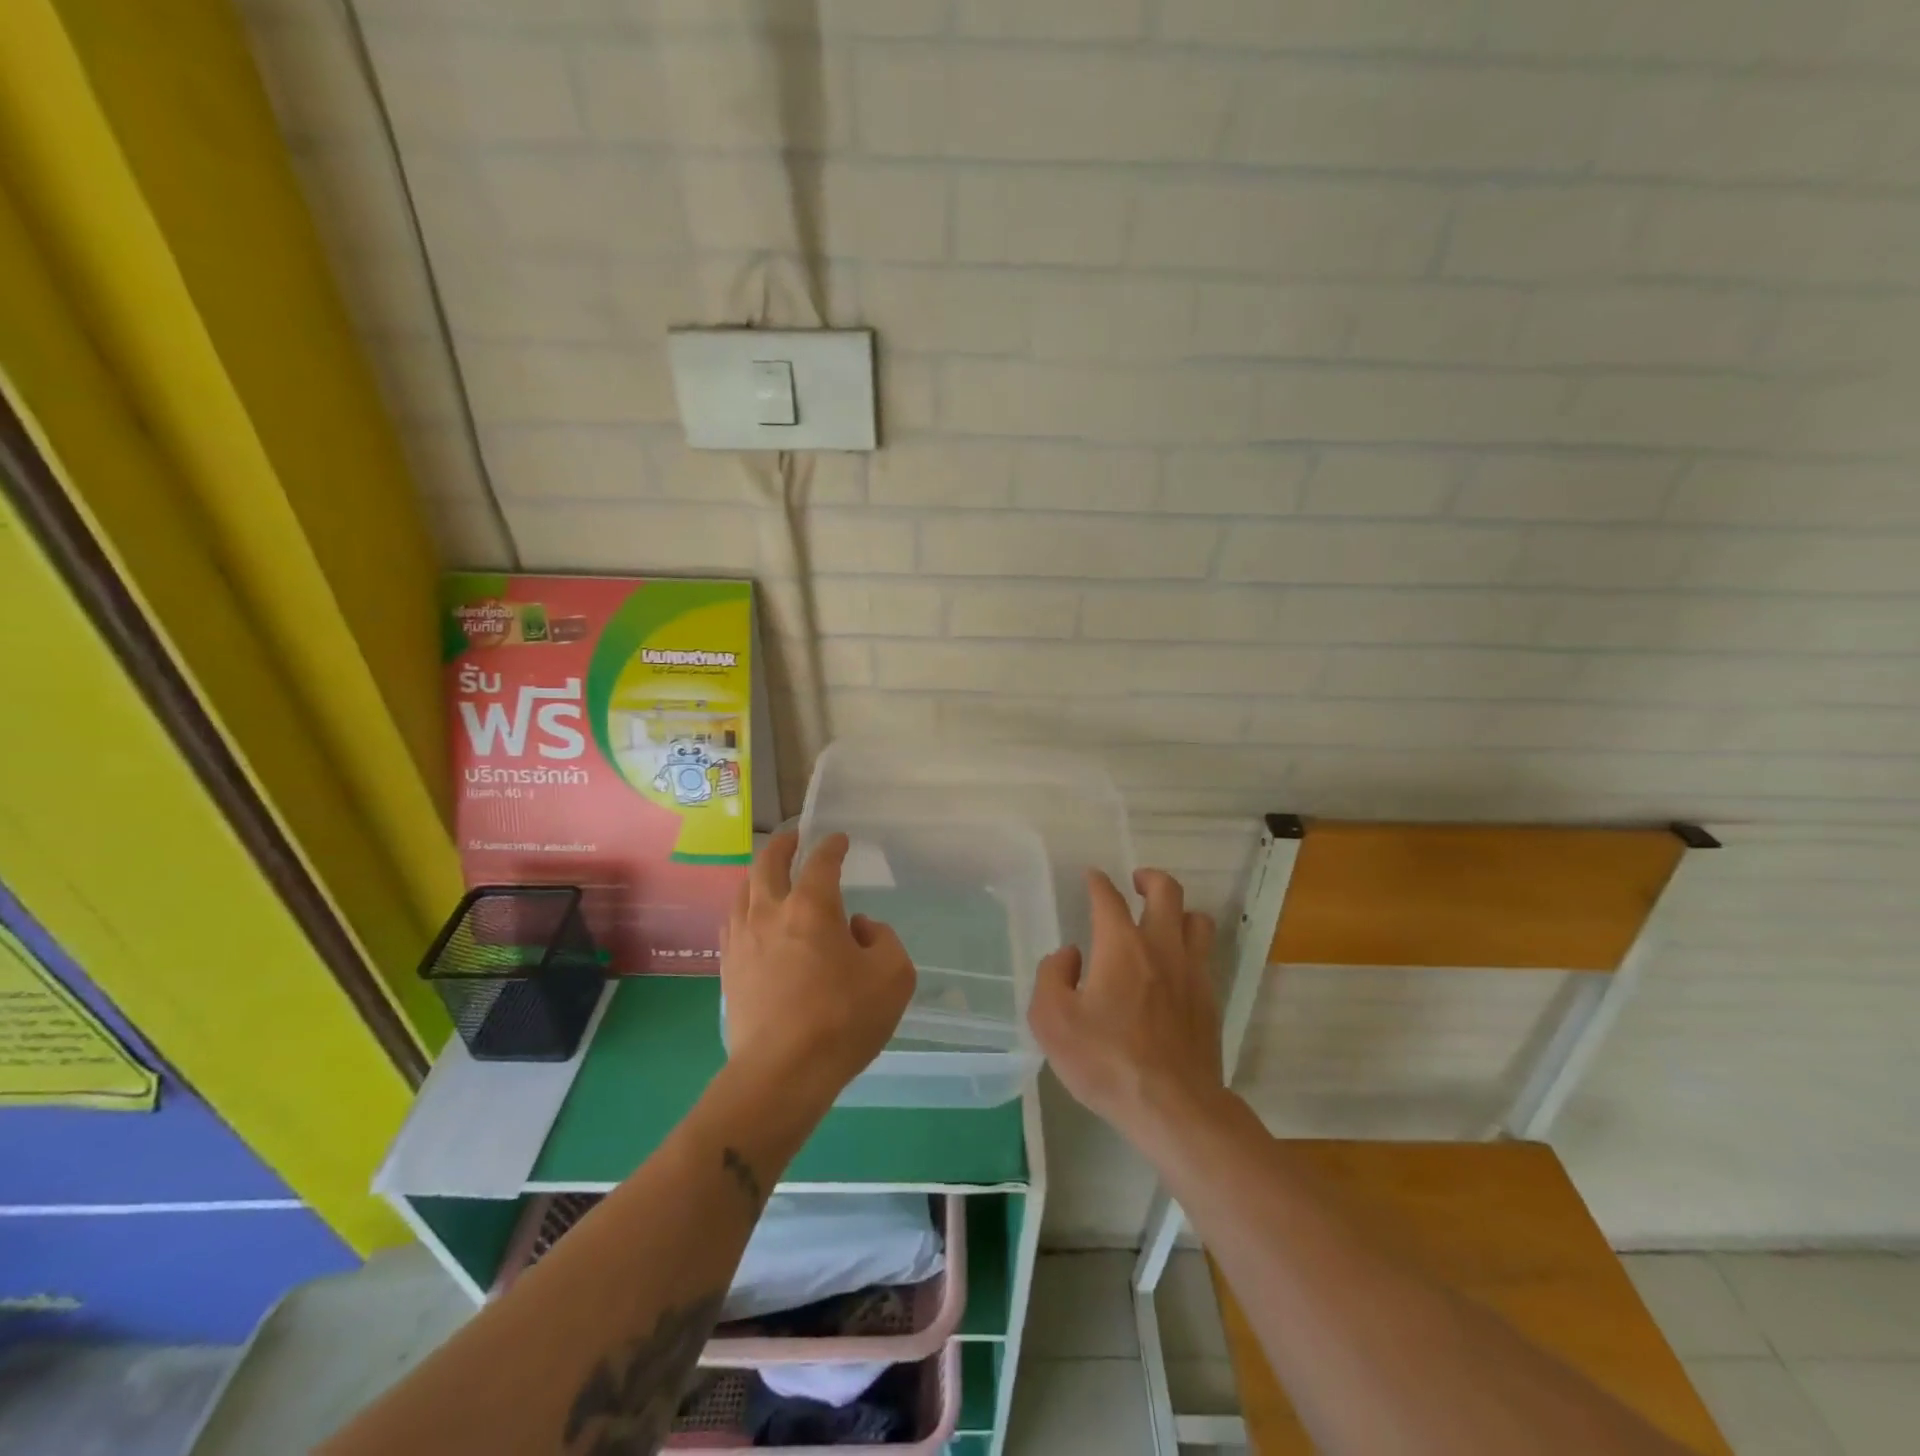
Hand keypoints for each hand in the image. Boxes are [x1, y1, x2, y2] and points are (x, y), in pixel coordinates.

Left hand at [720, 829, 914, 1099]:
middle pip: (768, 864)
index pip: (821, 862)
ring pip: (743, 890)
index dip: (832, 846)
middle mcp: (770, 912)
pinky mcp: (729, 968)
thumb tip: (858, 927)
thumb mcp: (893, 975)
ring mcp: (743, 939)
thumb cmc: (843, 1019)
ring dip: (759, 875)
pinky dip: (745, 908)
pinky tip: (752, 919)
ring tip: (769, 875)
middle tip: (794, 839)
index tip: (839, 840)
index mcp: (811, 907)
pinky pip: (733, 922)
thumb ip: (882, 939)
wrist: (782, 1073)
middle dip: (783, 845)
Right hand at [1028, 868, 1219, 1138]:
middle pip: (1167, 892)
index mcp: (1121, 945)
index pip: (1109, 898)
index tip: (1092, 878)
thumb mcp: (1052, 1021)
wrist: (1173, 1107)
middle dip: (1151, 878)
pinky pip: (1205, 955)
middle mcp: (1161, 947)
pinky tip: (1175, 967)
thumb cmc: (1106, 1061)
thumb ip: (1052, 977)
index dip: (1098, 883)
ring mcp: (1192, 972)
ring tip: (1163, 920)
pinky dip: (1190, 947)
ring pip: (1197, 920)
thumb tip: (1070, 955)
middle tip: (1136, 883)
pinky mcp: (1210, 999)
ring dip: (1179, 911)